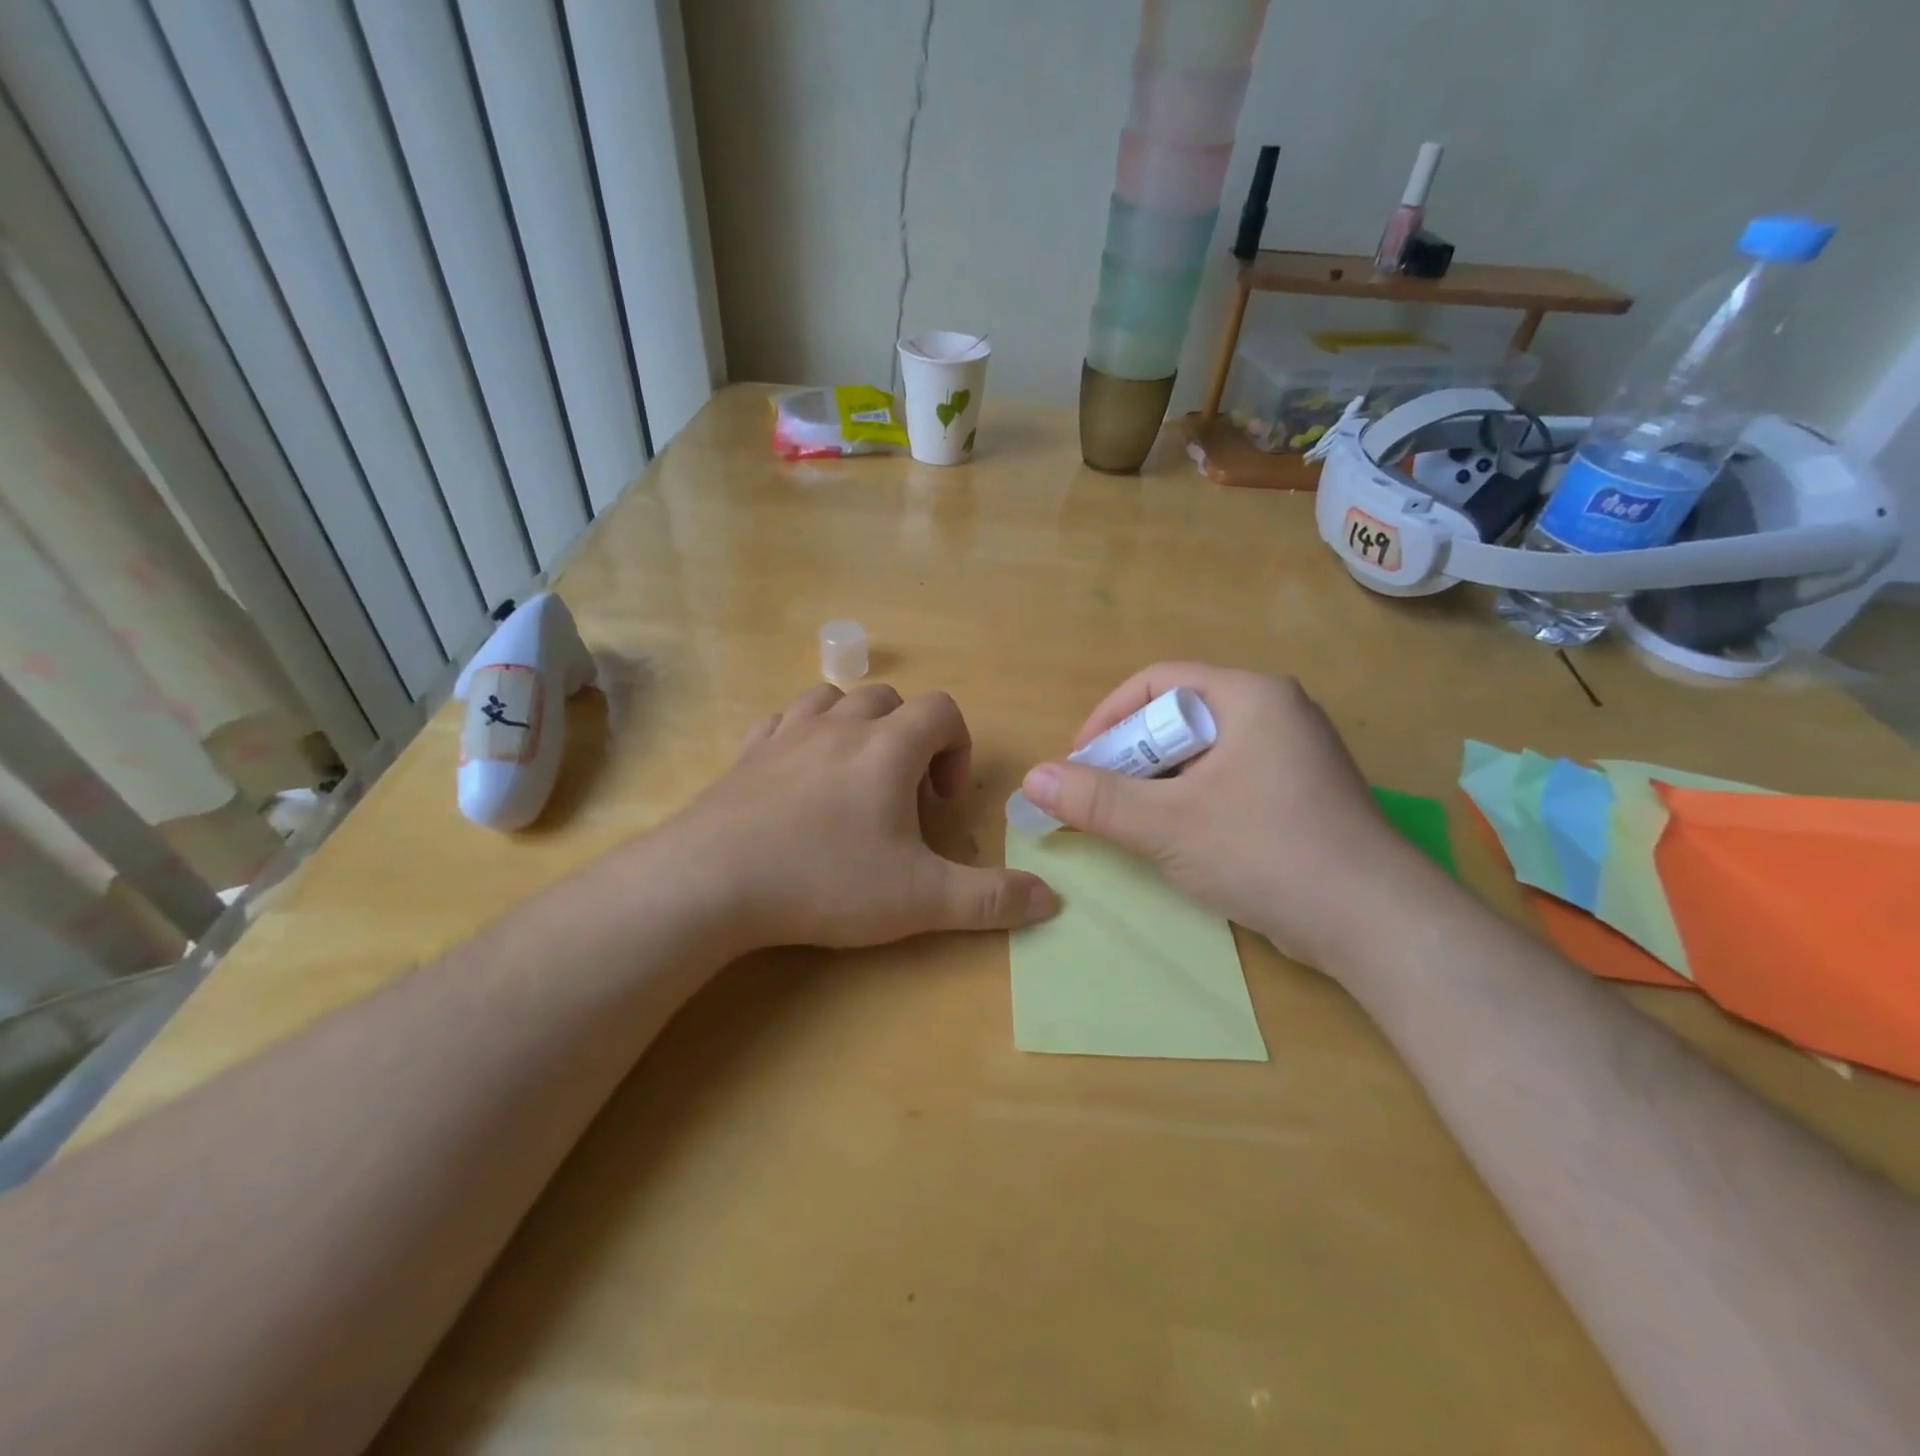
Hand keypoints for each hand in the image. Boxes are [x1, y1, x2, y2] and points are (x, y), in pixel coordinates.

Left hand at [665, 682, 1057, 951]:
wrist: (712, 882)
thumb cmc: (826, 880)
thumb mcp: (920, 899)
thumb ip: (991, 899)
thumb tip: (1053, 901)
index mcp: (888, 746)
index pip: (942, 711)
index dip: (957, 748)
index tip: (942, 802)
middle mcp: (840, 725)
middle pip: (889, 699)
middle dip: (908, 737)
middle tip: (901, 796)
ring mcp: (787, 733)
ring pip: (834, 700)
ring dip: (856, 728)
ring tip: (854, 779)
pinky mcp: (745, 753)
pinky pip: (783, 721)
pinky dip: (803, 737)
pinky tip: (799, 779)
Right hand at [1017, 663, 1448, 969]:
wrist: (1375, 924)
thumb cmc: (1266, 851)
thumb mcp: (1167, 824)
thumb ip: (1094, 800)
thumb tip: (1031, 779)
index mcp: (1250, 696)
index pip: (1159, 682)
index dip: (1108, 717)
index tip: (1078, 762)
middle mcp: (1275, 713)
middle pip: (1179, 718)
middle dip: (1131, 757)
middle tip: (1098, 798)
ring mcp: (1293, 756)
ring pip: (1202, 755)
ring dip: (1157, 784)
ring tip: (1130, 823)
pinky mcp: (1299, 796)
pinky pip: (1226, 782)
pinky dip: (1191, 802)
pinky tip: (1176, 840)